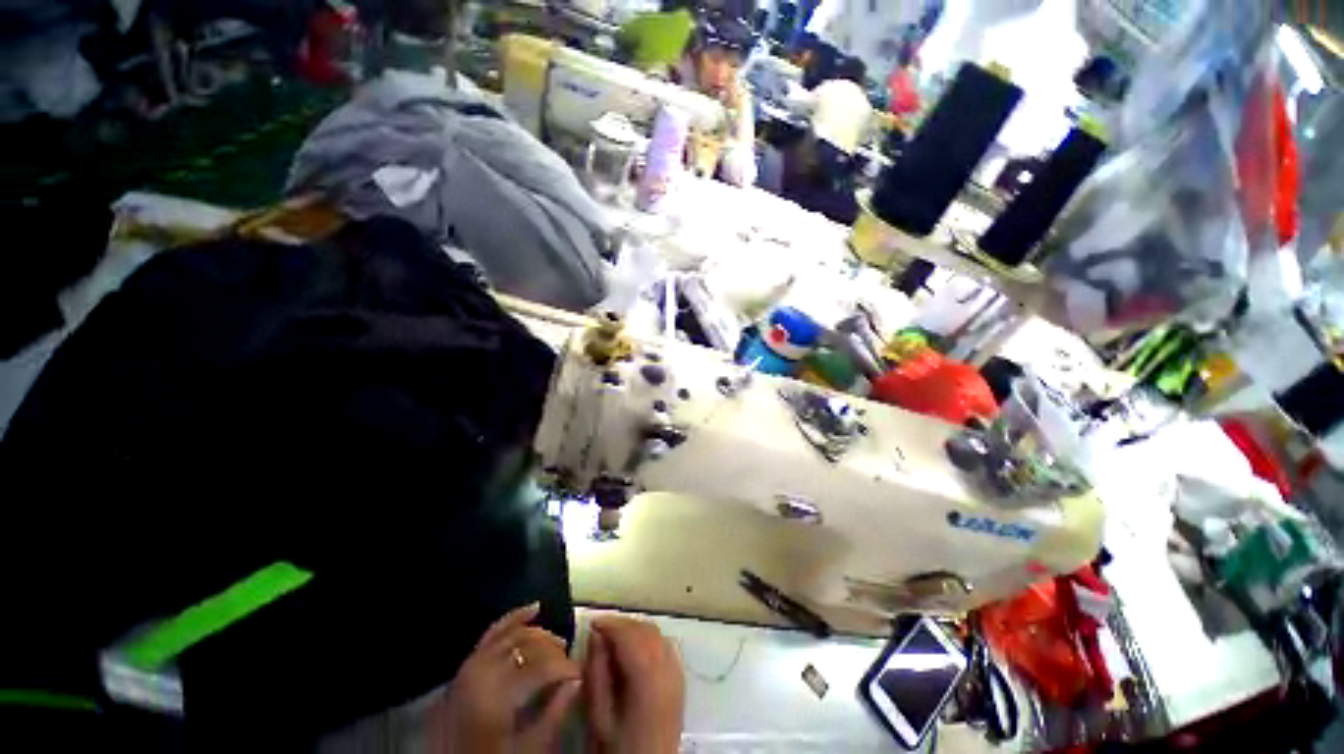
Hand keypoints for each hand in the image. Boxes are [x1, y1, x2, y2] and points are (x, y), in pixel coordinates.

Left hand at [431, 603, 580, 753]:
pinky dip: (514, 618)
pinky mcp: (467, 666)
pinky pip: (492, 633)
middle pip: (529, 646)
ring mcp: (471, 666)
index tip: (581, 675)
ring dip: (539, 635)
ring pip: (514, 635)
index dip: (566, 668)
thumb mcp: (526, 749)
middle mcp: (482, 672)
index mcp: (497, 695)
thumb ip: (553, 715)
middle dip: (555, 651)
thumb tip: (577, 682)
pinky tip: (534, 608)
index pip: (543, 667)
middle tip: (570, 662)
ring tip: (558, 643)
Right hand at [583, 616, 684, 753]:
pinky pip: (665, 645)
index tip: (593, 624)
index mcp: (647, 681)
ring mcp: (677, 674)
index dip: (611, 624)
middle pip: (647, 631)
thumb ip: (597, 674)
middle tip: (600, 630)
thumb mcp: (598, 717)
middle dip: (623, 624)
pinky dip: (648, 639)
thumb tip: (595, 637)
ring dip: (635, 629)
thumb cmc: (618, 750)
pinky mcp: (680, 680)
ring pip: (657, 634)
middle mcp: (668, 670)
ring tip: (614, 638)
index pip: (631, 636)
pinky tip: (634, 649)